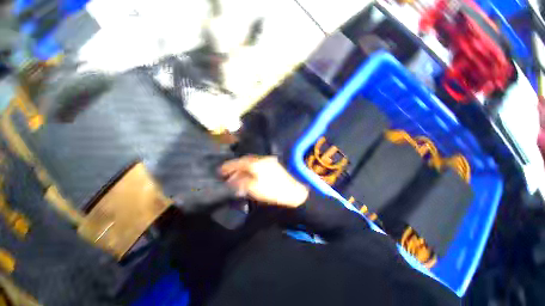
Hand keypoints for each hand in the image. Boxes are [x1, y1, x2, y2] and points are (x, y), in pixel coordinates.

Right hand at [219, 156, 308, 207]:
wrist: (294, 192)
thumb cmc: (273, 191)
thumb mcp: (254, 189)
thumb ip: (241, 183)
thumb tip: (232, 181)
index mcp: (257, 164)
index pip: (239, 162)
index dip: (228, 166)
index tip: (220, 170)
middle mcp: (262, 159)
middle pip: (245, 161)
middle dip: (235, 167)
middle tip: (227, 174)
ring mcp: (269, 161)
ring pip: (251, 163)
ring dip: (243, 168)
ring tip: (236, 176)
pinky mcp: (273, 165)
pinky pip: (257, 165)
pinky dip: (250, 169)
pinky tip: (248, 175)